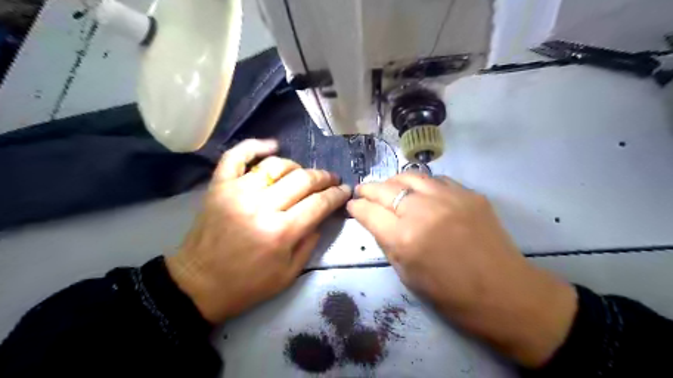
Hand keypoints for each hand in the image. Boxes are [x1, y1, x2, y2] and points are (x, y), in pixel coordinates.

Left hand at [166, 140, 352, 322]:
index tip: (345, 190)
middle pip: (302, 179)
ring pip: (276, 165)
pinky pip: (237, 156)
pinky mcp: (219, 186)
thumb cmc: (248, 284)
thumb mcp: (289, 274)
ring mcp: (237, 192)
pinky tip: (272, 146)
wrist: (199, 284)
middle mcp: (261, 206)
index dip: (337, 194)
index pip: (319, 203)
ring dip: (296, 166)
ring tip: (303, 174)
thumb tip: (321, 214)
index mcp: (281, 232)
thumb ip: (310, 242)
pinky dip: (255, 146)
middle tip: (331, 180)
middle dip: (323, 177)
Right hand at [346, 175, 577, 368]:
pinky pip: (436, 180)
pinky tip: (421, 193)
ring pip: (410, 176)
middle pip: (385, 189)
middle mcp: (423, 210)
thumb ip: (387, 242)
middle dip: (368, 189)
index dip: (356, 207)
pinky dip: (422, 185)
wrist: (505, 293)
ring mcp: (449, 198)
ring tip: (389, 188)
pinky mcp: (469, 193)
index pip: (369, 212)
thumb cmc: (451, 295)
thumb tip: (374, 221)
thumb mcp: (407, 275)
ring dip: (393, 182)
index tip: (352, 206)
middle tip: (362, 191)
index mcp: (405, 238)